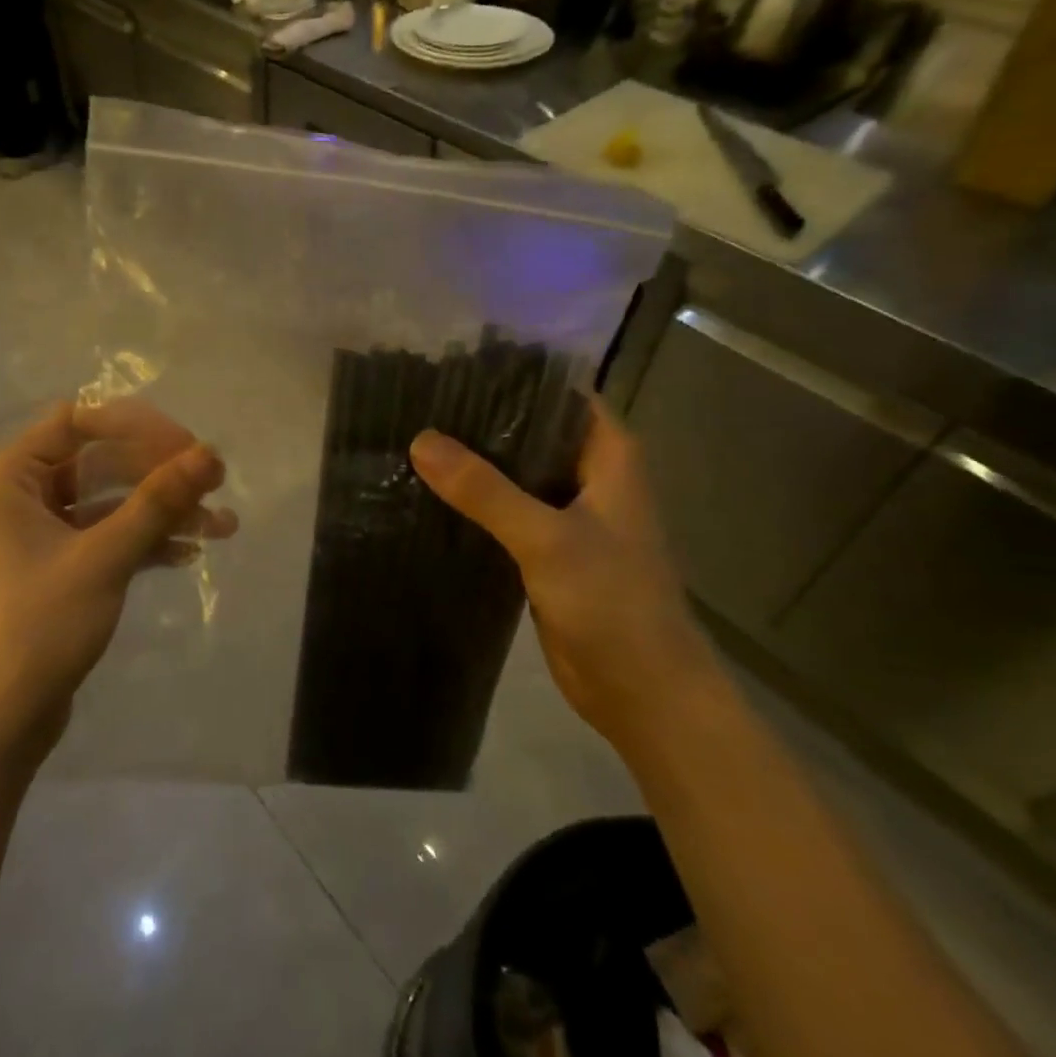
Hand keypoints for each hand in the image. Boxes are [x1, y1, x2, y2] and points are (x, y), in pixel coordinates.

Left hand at [0, 400, 237, 760]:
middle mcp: (19, 492)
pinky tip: (189, 553)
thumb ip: (158, 501)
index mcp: (9, 474)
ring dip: (162, 510)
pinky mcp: (56, 564)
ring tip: (223, 526)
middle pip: (100, 460)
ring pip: (109, 501)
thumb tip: (210, 453)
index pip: (80, 421)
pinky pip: (104, 535)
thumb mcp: (104, 557)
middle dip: (160, 474)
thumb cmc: (38, 626)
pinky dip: (144, 540)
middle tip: (215, 484)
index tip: (190, 449)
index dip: (139, 428)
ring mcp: (38, 530)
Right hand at [409, 399, 718, 750]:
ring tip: (413, 438)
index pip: (560, 394)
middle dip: (481, 420)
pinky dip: (474, 503)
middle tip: (418, 401)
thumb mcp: (548, 539)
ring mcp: (566, 515)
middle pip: (531, 431)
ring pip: (515, 474)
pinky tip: (429, 494)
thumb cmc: (613, 603)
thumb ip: (485, 491)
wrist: (643, 691)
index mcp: (608, 457)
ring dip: (474, 463)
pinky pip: (505, 513)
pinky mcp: (545, 551)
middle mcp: (588, 477)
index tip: (453, 365)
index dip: (513, 377)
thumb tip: (421, 440)